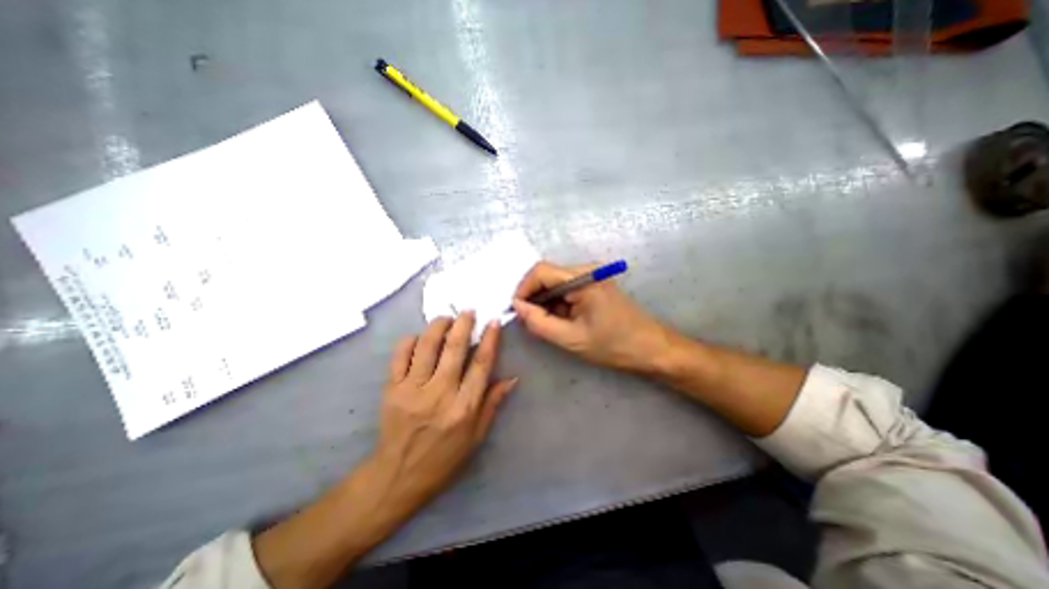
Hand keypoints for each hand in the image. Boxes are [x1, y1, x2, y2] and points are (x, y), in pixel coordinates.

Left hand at [254, 316, 515, 588]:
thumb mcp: (477, 437)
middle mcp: (440, 393)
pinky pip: (401, 355)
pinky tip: (420, 337)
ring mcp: (413, 389)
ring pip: (427, 345)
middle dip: (464, 324)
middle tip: (468, 312)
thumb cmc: (444, 458)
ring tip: (446, 319)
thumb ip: (493, 404)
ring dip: (439, 325)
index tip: (493, 322)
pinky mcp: (392, 389)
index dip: (490, 339)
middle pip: (455, 348)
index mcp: (464, 407)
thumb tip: (512, 378)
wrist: (398, 476)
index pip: (481, 364)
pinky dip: (411, 340)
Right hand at [512, 261, 674, 371]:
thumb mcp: (571, 338)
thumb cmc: (613, 345)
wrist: (650, 348)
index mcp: (583, 278)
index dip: (523, 289)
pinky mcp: (594, 284)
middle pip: (547, 276)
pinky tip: (561, 320)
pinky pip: (566, 289)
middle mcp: (587, 270)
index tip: (517, 311)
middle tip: (531, 322)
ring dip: (546, 302)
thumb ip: (539, 322)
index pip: (540, 272)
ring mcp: (592, 276)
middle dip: (534, 298)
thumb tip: (517, 307)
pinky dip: (558, 303)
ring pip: (555, 283)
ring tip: (548, 325)